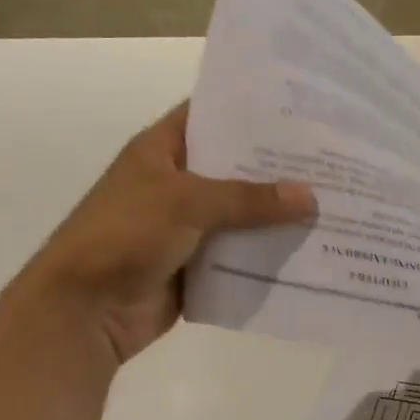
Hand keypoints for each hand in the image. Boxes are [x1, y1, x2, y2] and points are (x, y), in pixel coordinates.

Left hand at [18, 102, 315, 364]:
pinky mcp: (198, 264)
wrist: (85, 309)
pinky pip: (240, 253)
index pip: (212, 115)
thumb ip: (249, 199)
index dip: (252, 110)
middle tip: (332, 157)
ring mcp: (188, 226)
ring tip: (334, 200)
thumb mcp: (186, 202)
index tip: (303, 109)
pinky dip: (267, 252)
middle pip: (235, 167)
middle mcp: (177, 182)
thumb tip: (310, 197)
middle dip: (278, 166)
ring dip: (278, 213)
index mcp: (162, 150)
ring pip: (242, 213)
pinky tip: (311, 246)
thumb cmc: (125, 235)